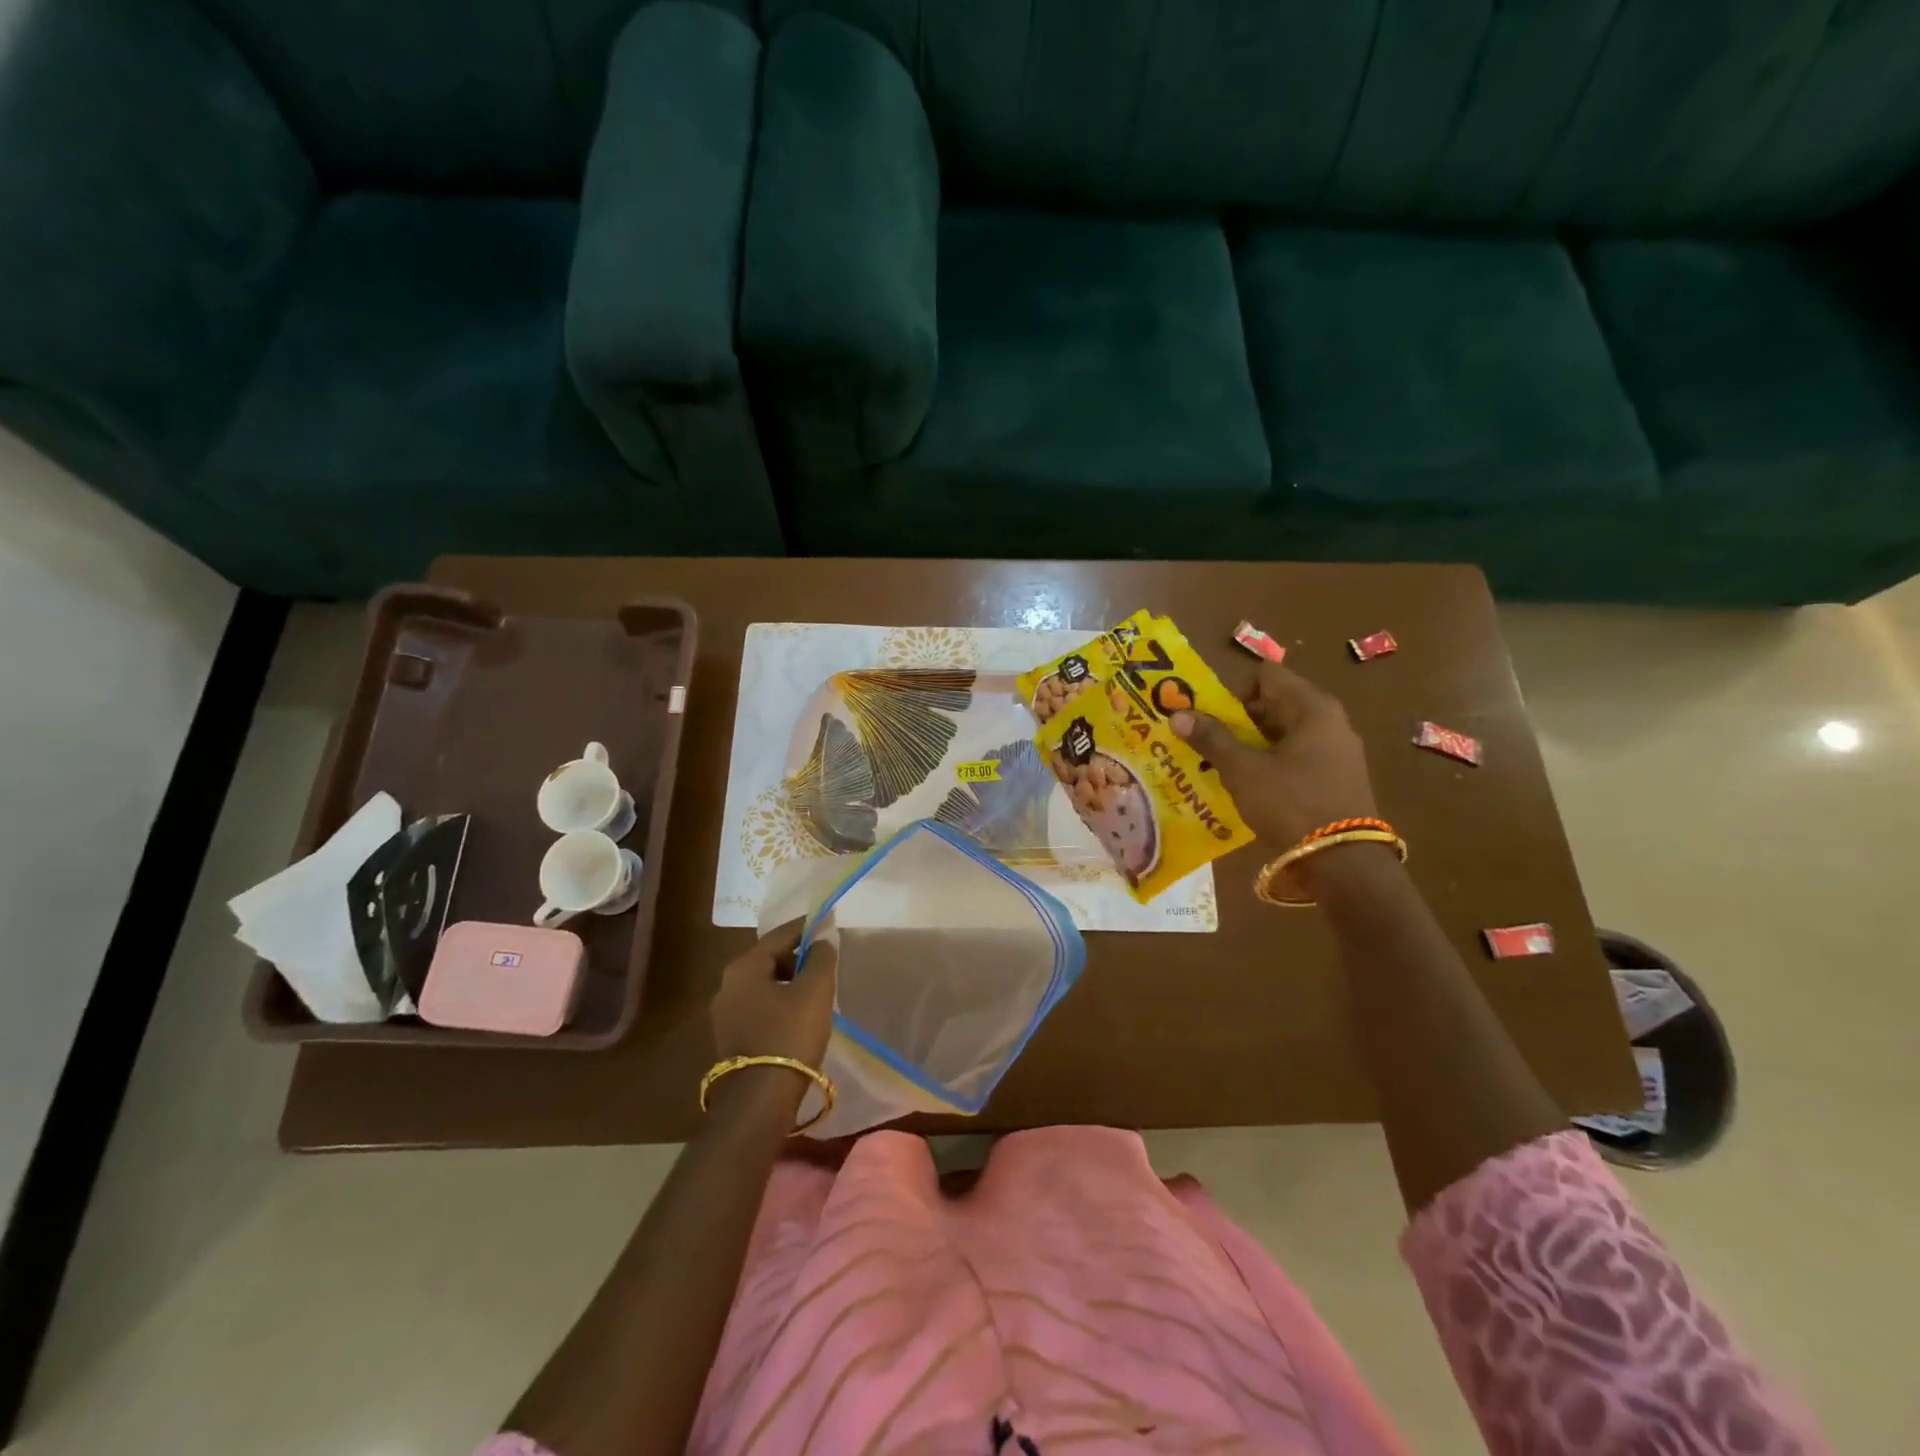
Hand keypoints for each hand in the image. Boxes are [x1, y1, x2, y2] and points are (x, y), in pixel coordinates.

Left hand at [709, 919, 837, 1070]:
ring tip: (817, 990)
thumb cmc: (789, 1035)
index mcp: (744, 967)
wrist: (760, 1100)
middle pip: (769, 959)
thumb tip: (821, 942)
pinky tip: (799, 1016)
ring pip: (764, 985)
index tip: (827, 922)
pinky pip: (760, 1008)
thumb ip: (821, 958)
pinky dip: (780, 1004)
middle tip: (825, 961)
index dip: (806, 927)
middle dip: (797, 957)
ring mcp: (725, 1014)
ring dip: (789, 982)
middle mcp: (727, 985)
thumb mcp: (815, 990)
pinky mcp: (731, 1038)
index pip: (779, 935)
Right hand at [1171, 663, 1376, 848]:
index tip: (1212, 719)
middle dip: (1238, 720)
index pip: (1266, 676)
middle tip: (1208, 743)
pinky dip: (1271, 764)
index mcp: (1312, 708)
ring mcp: (1337, 751)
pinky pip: (1296, 757)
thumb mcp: (1243, 770)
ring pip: (1284, 734)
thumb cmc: (1291, 804)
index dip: (1234, 691)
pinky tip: (1251, 787)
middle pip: (1275, 704)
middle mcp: (1330, 721)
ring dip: (1252, 744)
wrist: (1343, 863)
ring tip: (1223, 767)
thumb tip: (1178, 714)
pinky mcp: (1337, 778)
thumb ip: (1211, 739)